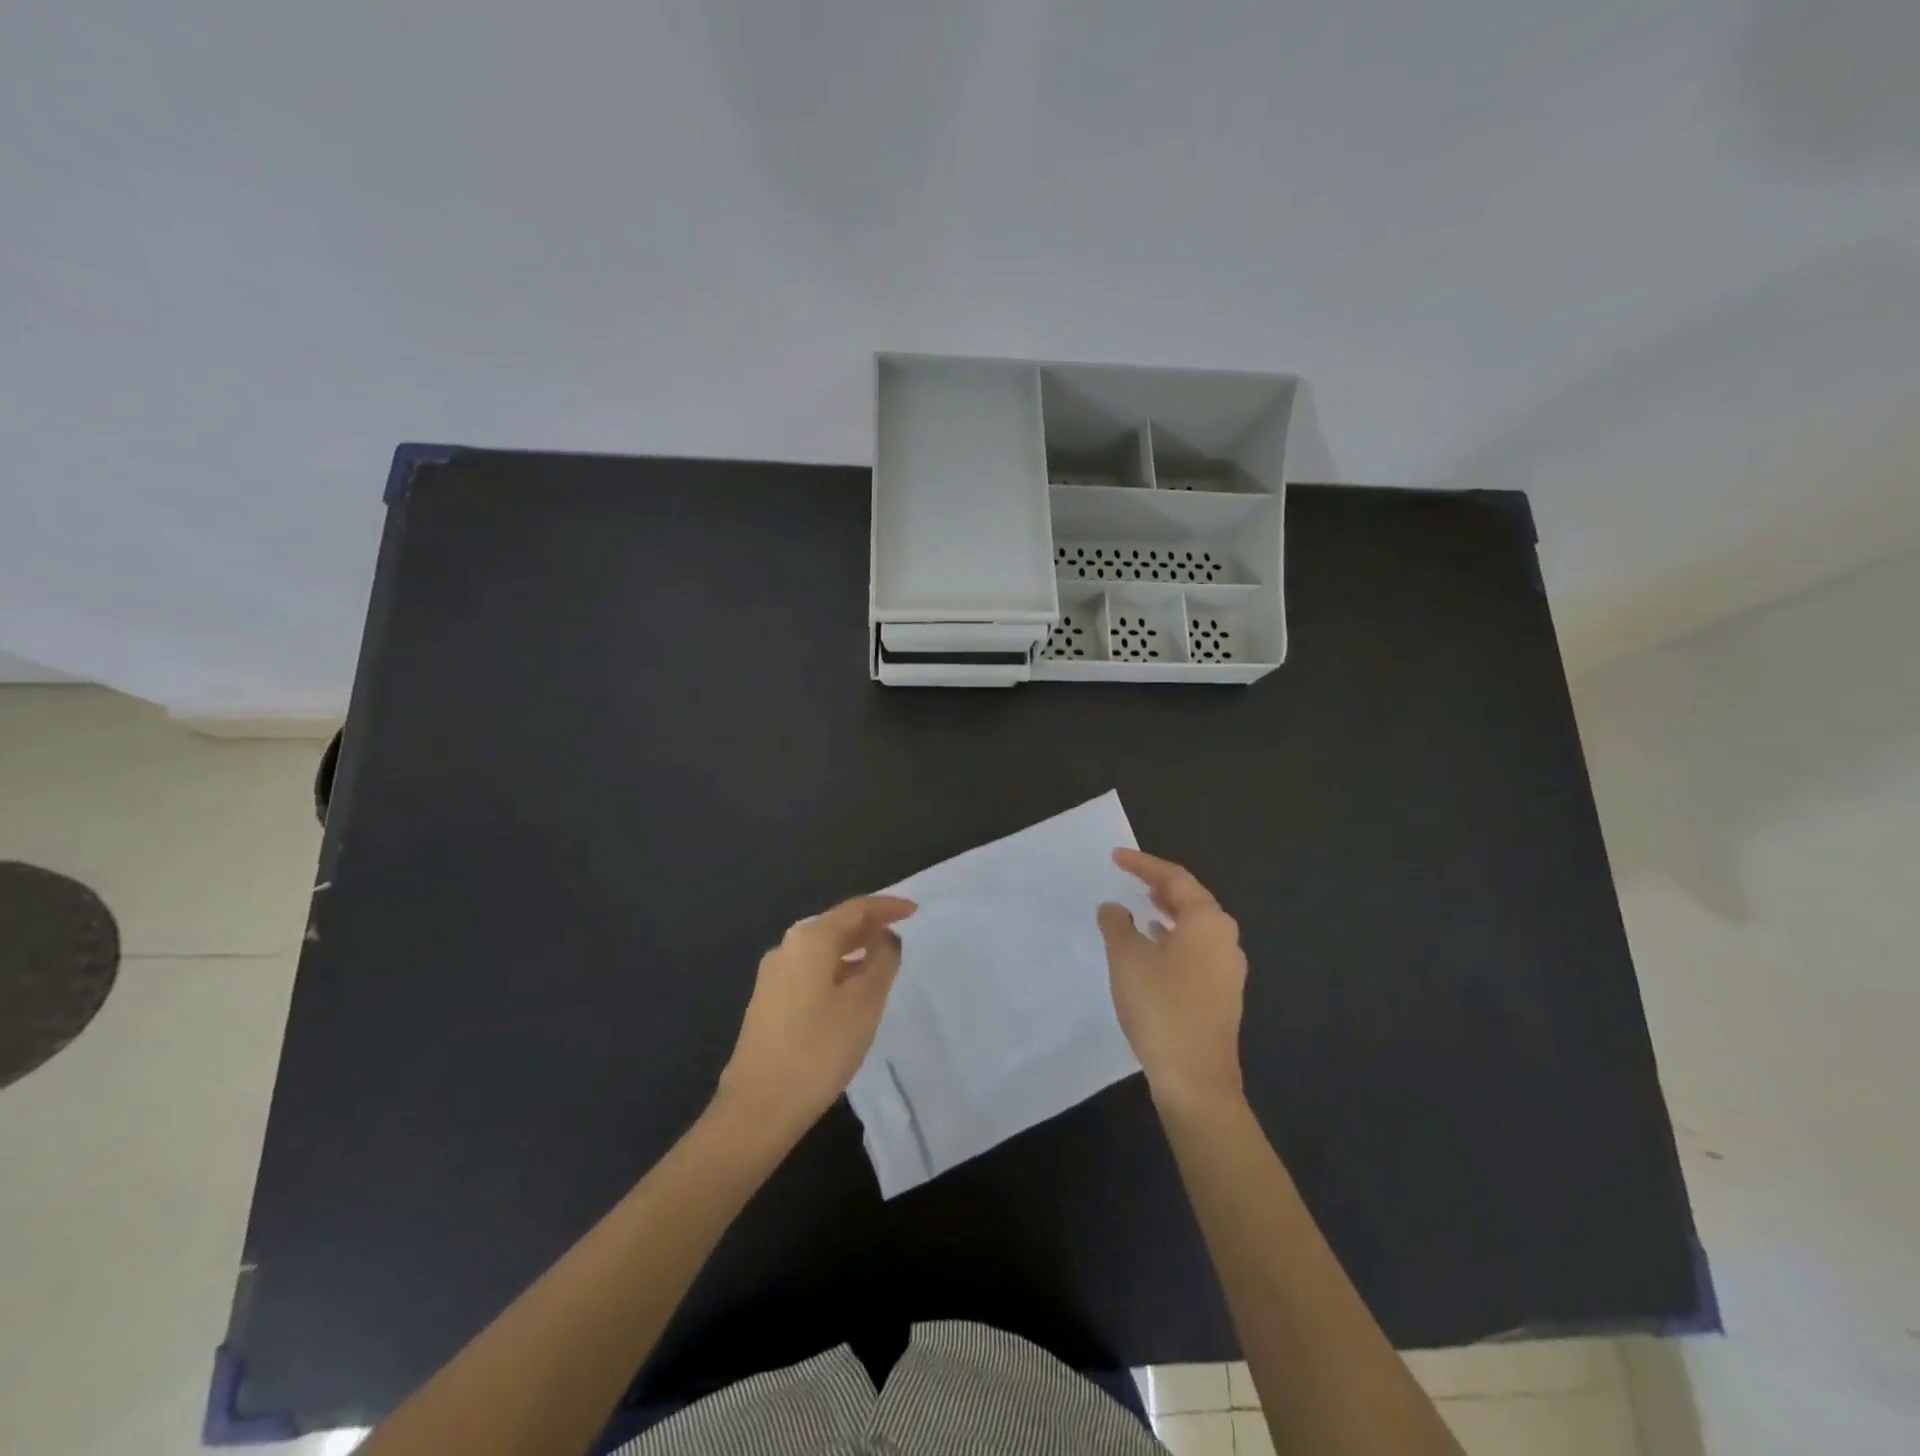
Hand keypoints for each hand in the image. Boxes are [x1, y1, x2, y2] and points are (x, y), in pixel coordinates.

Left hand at [716, 895, 916, 1135]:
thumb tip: (885, 940)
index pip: (855, 909)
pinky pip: (811, 970)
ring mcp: (773, 975)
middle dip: (870, 926)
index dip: (887, 907)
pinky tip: (852, 990)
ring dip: (853, 950)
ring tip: (883, 962)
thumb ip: (882, 962)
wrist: (758, 1106)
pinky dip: (837, 969)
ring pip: (822, 949)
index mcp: (810, 940)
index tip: (914, 910)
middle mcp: (787, 948)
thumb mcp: (864, 1003)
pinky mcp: (769, 1001)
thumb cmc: (819, 1049)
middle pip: (836, 925)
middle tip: (901, 933)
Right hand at [1098, 850, 1247, 1110]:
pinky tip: (1156, 949)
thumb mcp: (1127, 958)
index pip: (1175, 878)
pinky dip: (1175, 938)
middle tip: (1132, 877)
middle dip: (1160, 885)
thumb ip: (1117, 924)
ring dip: (1169, 912)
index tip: (1116, 857)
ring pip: (1196, 926)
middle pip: (1192, 899)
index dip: (1143, 864)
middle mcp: (1225, 938)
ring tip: (1143, 906)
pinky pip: (1197, 950)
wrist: (1195, 1077)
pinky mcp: (1223, 994)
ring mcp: (1228, 968)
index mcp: (1208, 921)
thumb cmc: (1161, 1006)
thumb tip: (1114, 908)